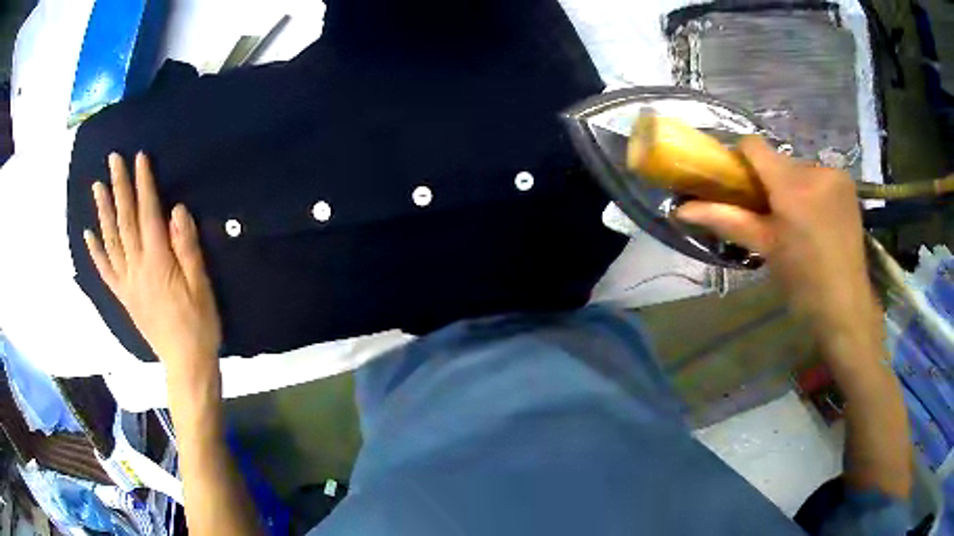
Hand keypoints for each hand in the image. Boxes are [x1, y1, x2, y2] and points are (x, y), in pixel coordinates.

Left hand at [84, 153, 220, 375]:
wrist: (185, 362)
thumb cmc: (199, 323)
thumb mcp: (201, 285)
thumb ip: (187, 247)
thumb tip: (176, 211)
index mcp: (157, 262)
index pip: (147, 214)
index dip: (143, 184)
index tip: (139, 158)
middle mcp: (137, 267)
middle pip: (125, 221)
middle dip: (119, 187)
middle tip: (113, 160)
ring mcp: (127, 282)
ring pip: (111, 241)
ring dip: (103, 212)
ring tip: (97, 186)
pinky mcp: (124, 296)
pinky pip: (106, 271)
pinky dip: (96, 252)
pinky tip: (88, 235)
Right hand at [676, 136, 879, 337]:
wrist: (845, 305)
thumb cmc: (802, 283)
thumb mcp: (765, 249)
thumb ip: (726, 220)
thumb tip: (682, 209)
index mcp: (792, 188)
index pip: (755, 147)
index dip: (741, 160)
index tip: (741, 186)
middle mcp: (815, 170)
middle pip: (778, 161)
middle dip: (771, 182)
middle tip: (772, 216)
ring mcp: (835, 174)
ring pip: (799, 168)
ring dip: (793, 187)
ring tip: (798, 221)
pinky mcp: (848, 182)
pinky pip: (818, 175)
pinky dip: (812, 190)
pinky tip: (817, 218)